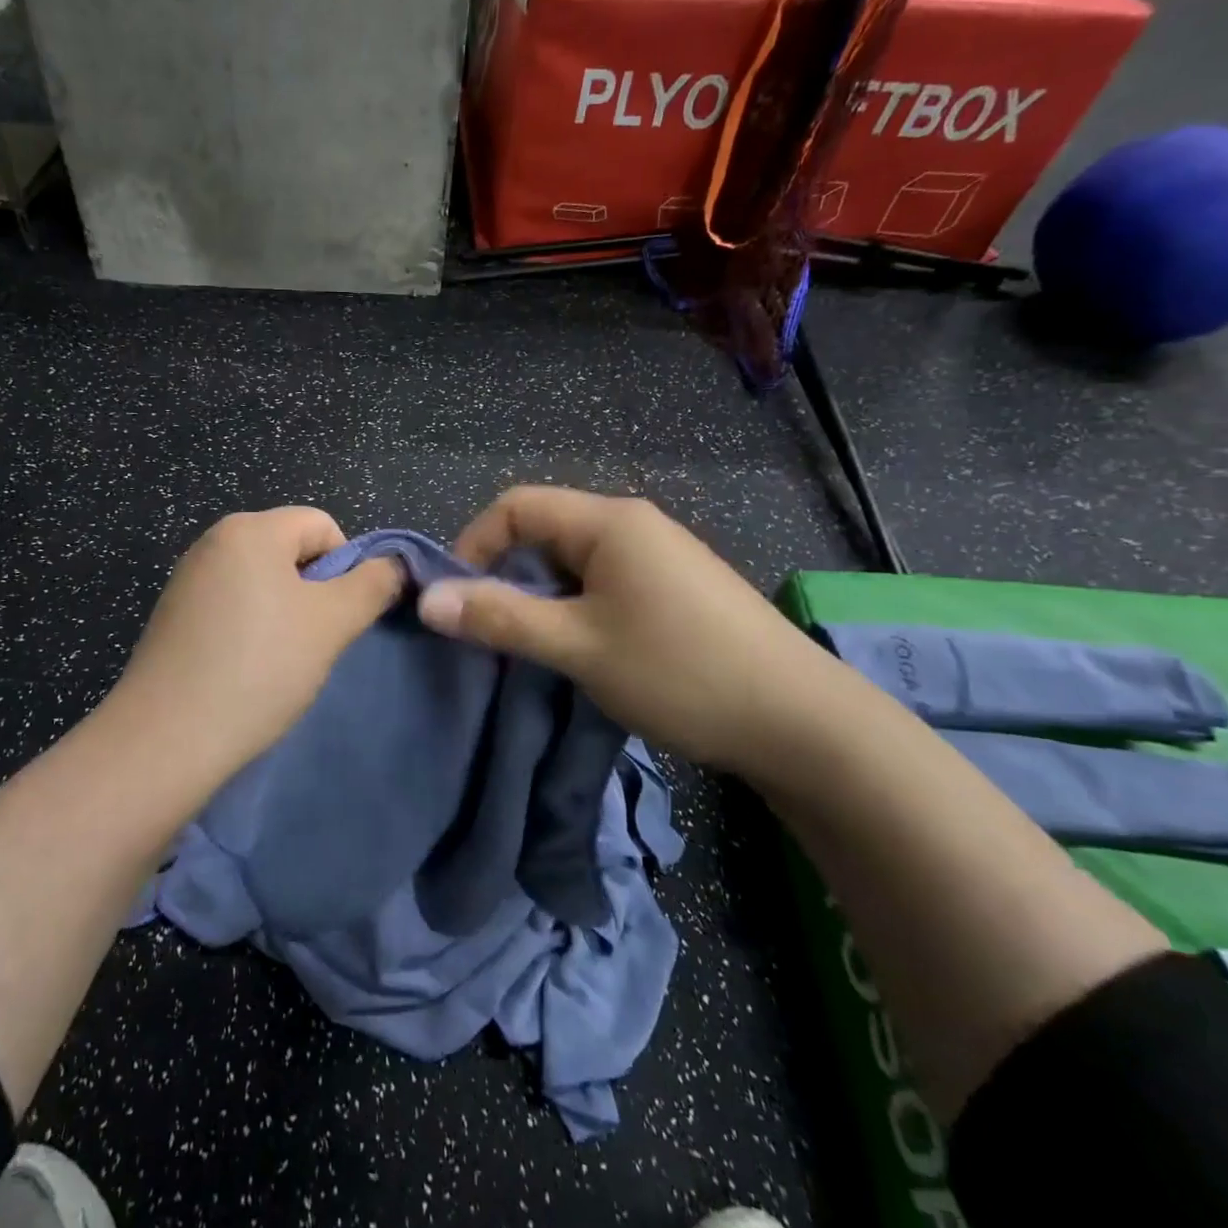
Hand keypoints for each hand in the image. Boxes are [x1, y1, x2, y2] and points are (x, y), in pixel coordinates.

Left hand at [111, 507, 404, 773]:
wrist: (166, 739)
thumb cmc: (260, 667)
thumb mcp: (333, 623)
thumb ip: (373, 585)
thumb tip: (394, 566)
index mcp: (250, 529)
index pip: (322, 525)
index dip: (345, 567)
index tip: (339, 618)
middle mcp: (213, 541)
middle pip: (290, 551)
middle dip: (314, 591)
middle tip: (314, 642)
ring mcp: (188, 579)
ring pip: (262, 582)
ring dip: (285, 614)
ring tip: (280, 661)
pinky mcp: (173, 616)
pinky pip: (231, 606)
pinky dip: (250, 630)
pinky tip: (246, 670)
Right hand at [415, 486, 852, 771]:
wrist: (800, 722)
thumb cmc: (679, 672)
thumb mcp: (578, 646)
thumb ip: (501, 617)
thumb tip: (427, 599)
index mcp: (609, 521)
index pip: (516, 506)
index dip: (474, 544)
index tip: (457, 599)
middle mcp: (634, 524)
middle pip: (545, 530)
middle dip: (508, 574)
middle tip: (493, 630)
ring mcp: (661, 555)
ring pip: (574, 560)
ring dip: (542, 596)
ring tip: (535, 646)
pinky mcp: (677, 587)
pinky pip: (605, 580)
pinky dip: (576, 606)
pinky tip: (585, 649)